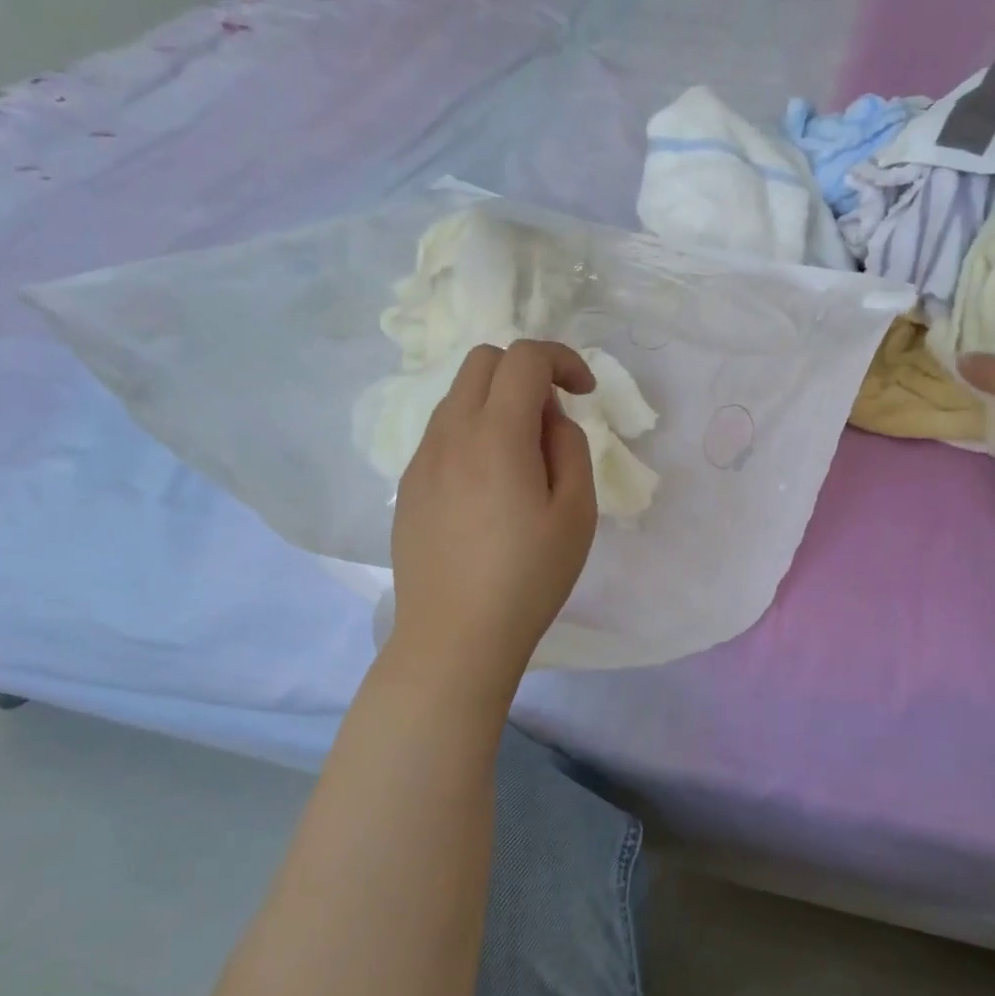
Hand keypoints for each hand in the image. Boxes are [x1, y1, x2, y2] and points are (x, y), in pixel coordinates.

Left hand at [389, 340, 598, 683]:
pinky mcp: (408, 486)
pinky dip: (473, 432)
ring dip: (497, 402)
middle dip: (526, 371)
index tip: (586, 393)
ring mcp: (422, 459)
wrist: (454, 637)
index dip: (563, 360)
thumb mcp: (576, 512)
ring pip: (458, 396)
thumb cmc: (528, 578)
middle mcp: (450, 433)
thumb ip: (569, 447)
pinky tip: (490, 487)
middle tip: (553, 419)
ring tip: (524, 458)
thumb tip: (548, 418)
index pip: (524, 358)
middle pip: (483, 361)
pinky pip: (443, 434)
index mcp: (496, 434)